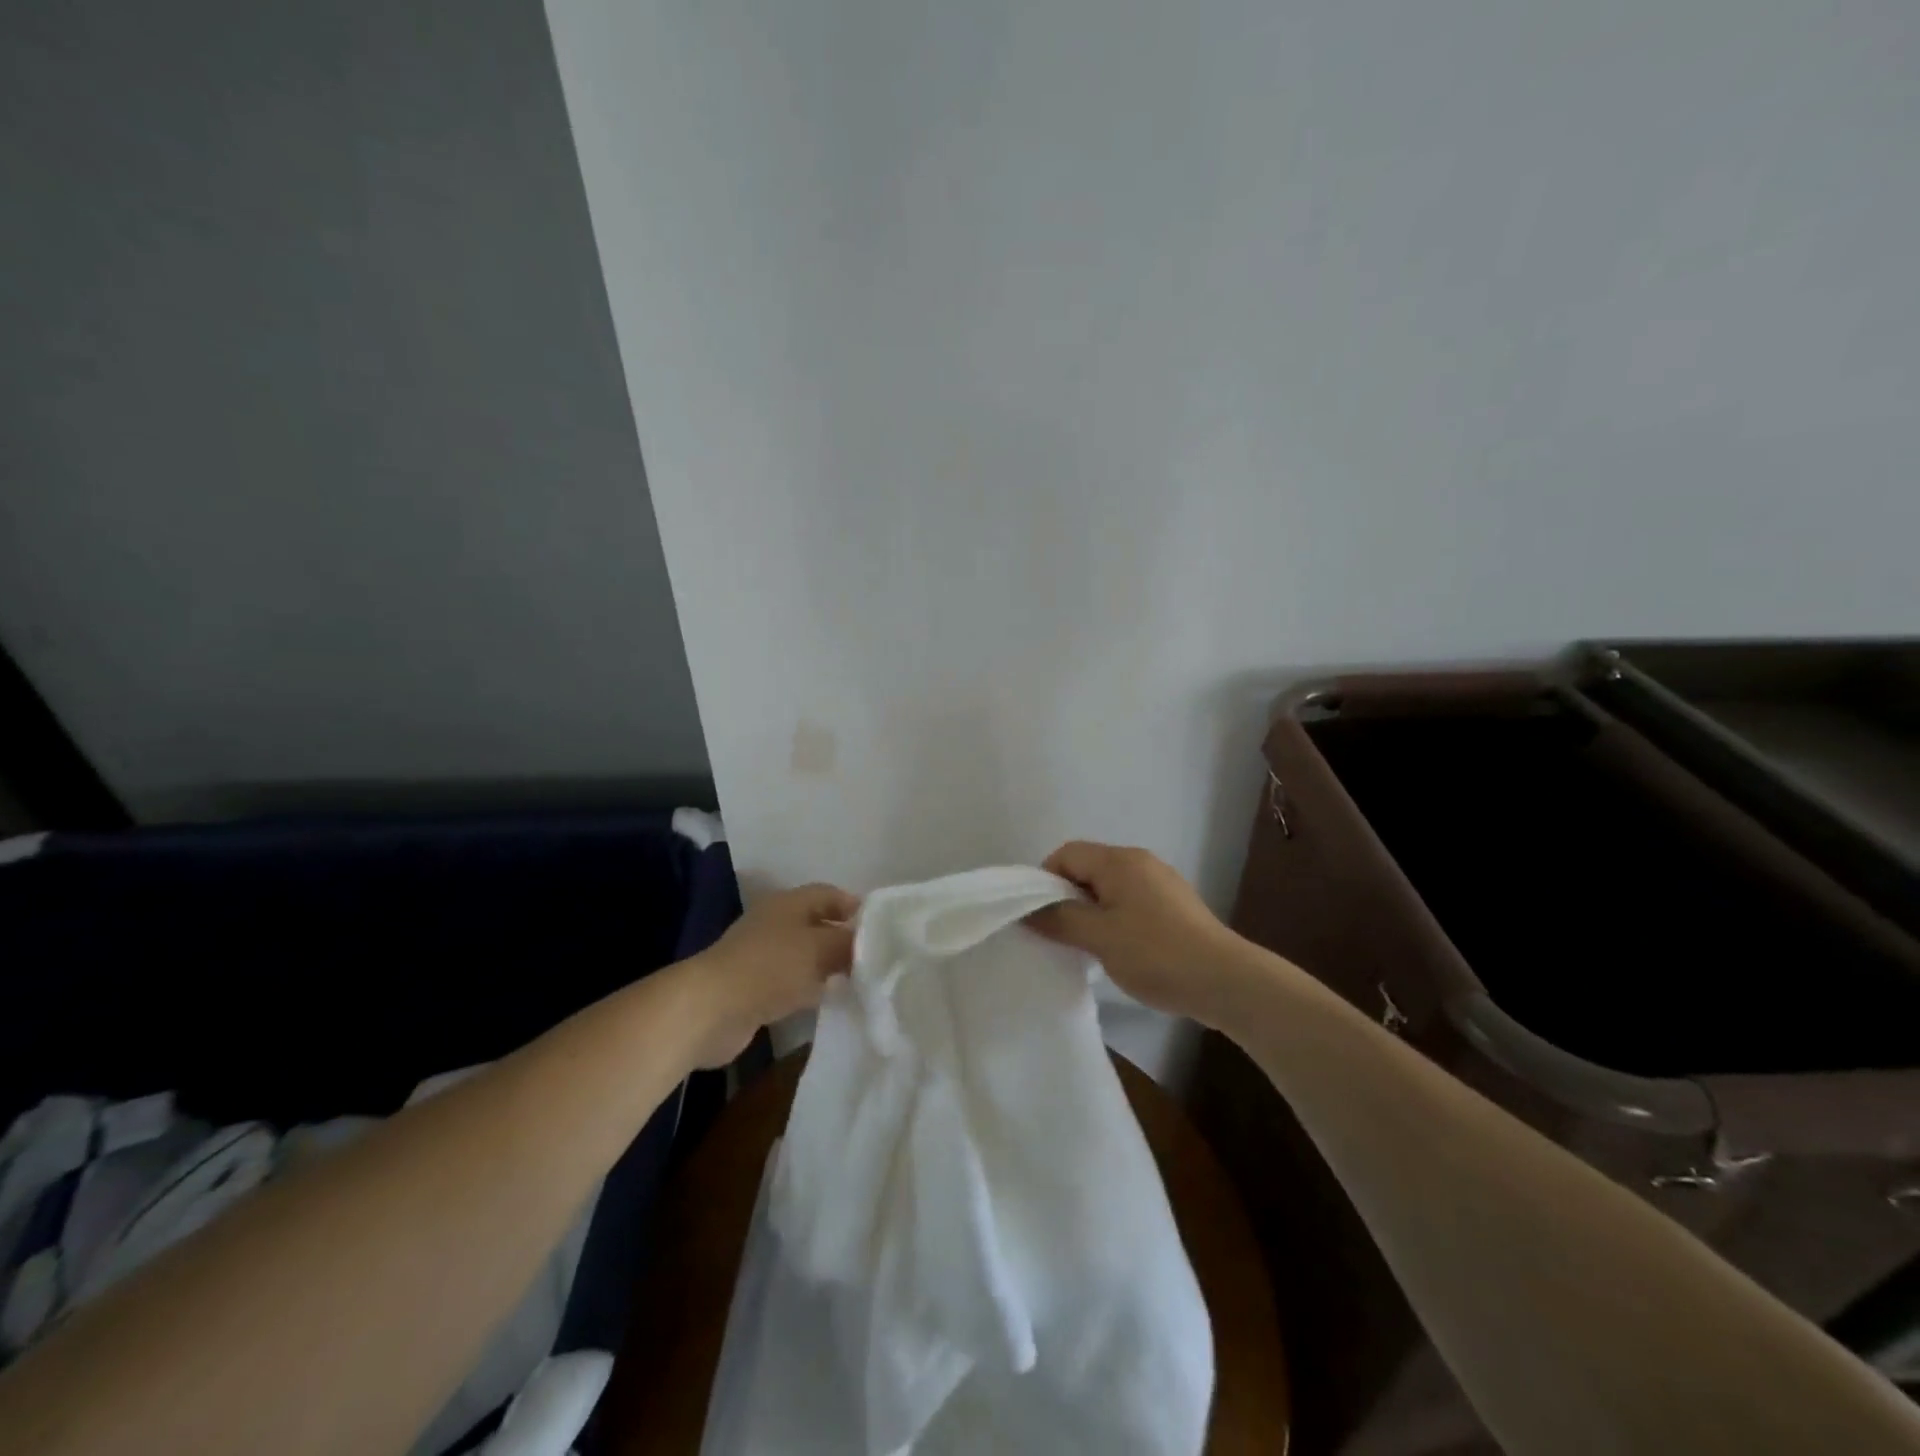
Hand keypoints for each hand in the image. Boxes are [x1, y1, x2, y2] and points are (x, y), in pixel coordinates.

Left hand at [677, 883, 858, 1067]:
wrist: (711, 1009)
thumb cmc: (770, 967)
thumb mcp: (820, 948)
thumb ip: (849, 943)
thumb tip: (870, 943)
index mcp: (789, 903)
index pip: (828, 894)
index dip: (854, 906)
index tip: (881, 927)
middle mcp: (775, 923)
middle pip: (817, 924)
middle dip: (843, 938)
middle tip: (875, 956)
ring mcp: (762, 956)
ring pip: (805, 955)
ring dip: (827, 965)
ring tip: (859, 980)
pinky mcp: (755, 988)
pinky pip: (792, 982)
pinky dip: (810, 988)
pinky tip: (829, 1001)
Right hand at [1027, 842, 1244, 1023]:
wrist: (1225, 981)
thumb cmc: (1156, 953)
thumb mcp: (1099, 937)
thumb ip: (1060, 919)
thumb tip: (1028, 910)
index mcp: (1119, 861)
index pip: (1067, 854)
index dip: (1045, 881)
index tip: (1039, 916)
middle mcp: (1139, 862)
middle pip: (1088, 868)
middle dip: (1067, 896)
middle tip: (1058, 933)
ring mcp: (1160, 882)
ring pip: (1109, 887)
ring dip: (1090, 910)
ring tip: (1086, 944)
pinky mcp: (1174, 905)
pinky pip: (1130, 901)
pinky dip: (1114, 917)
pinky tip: (1118, 949)